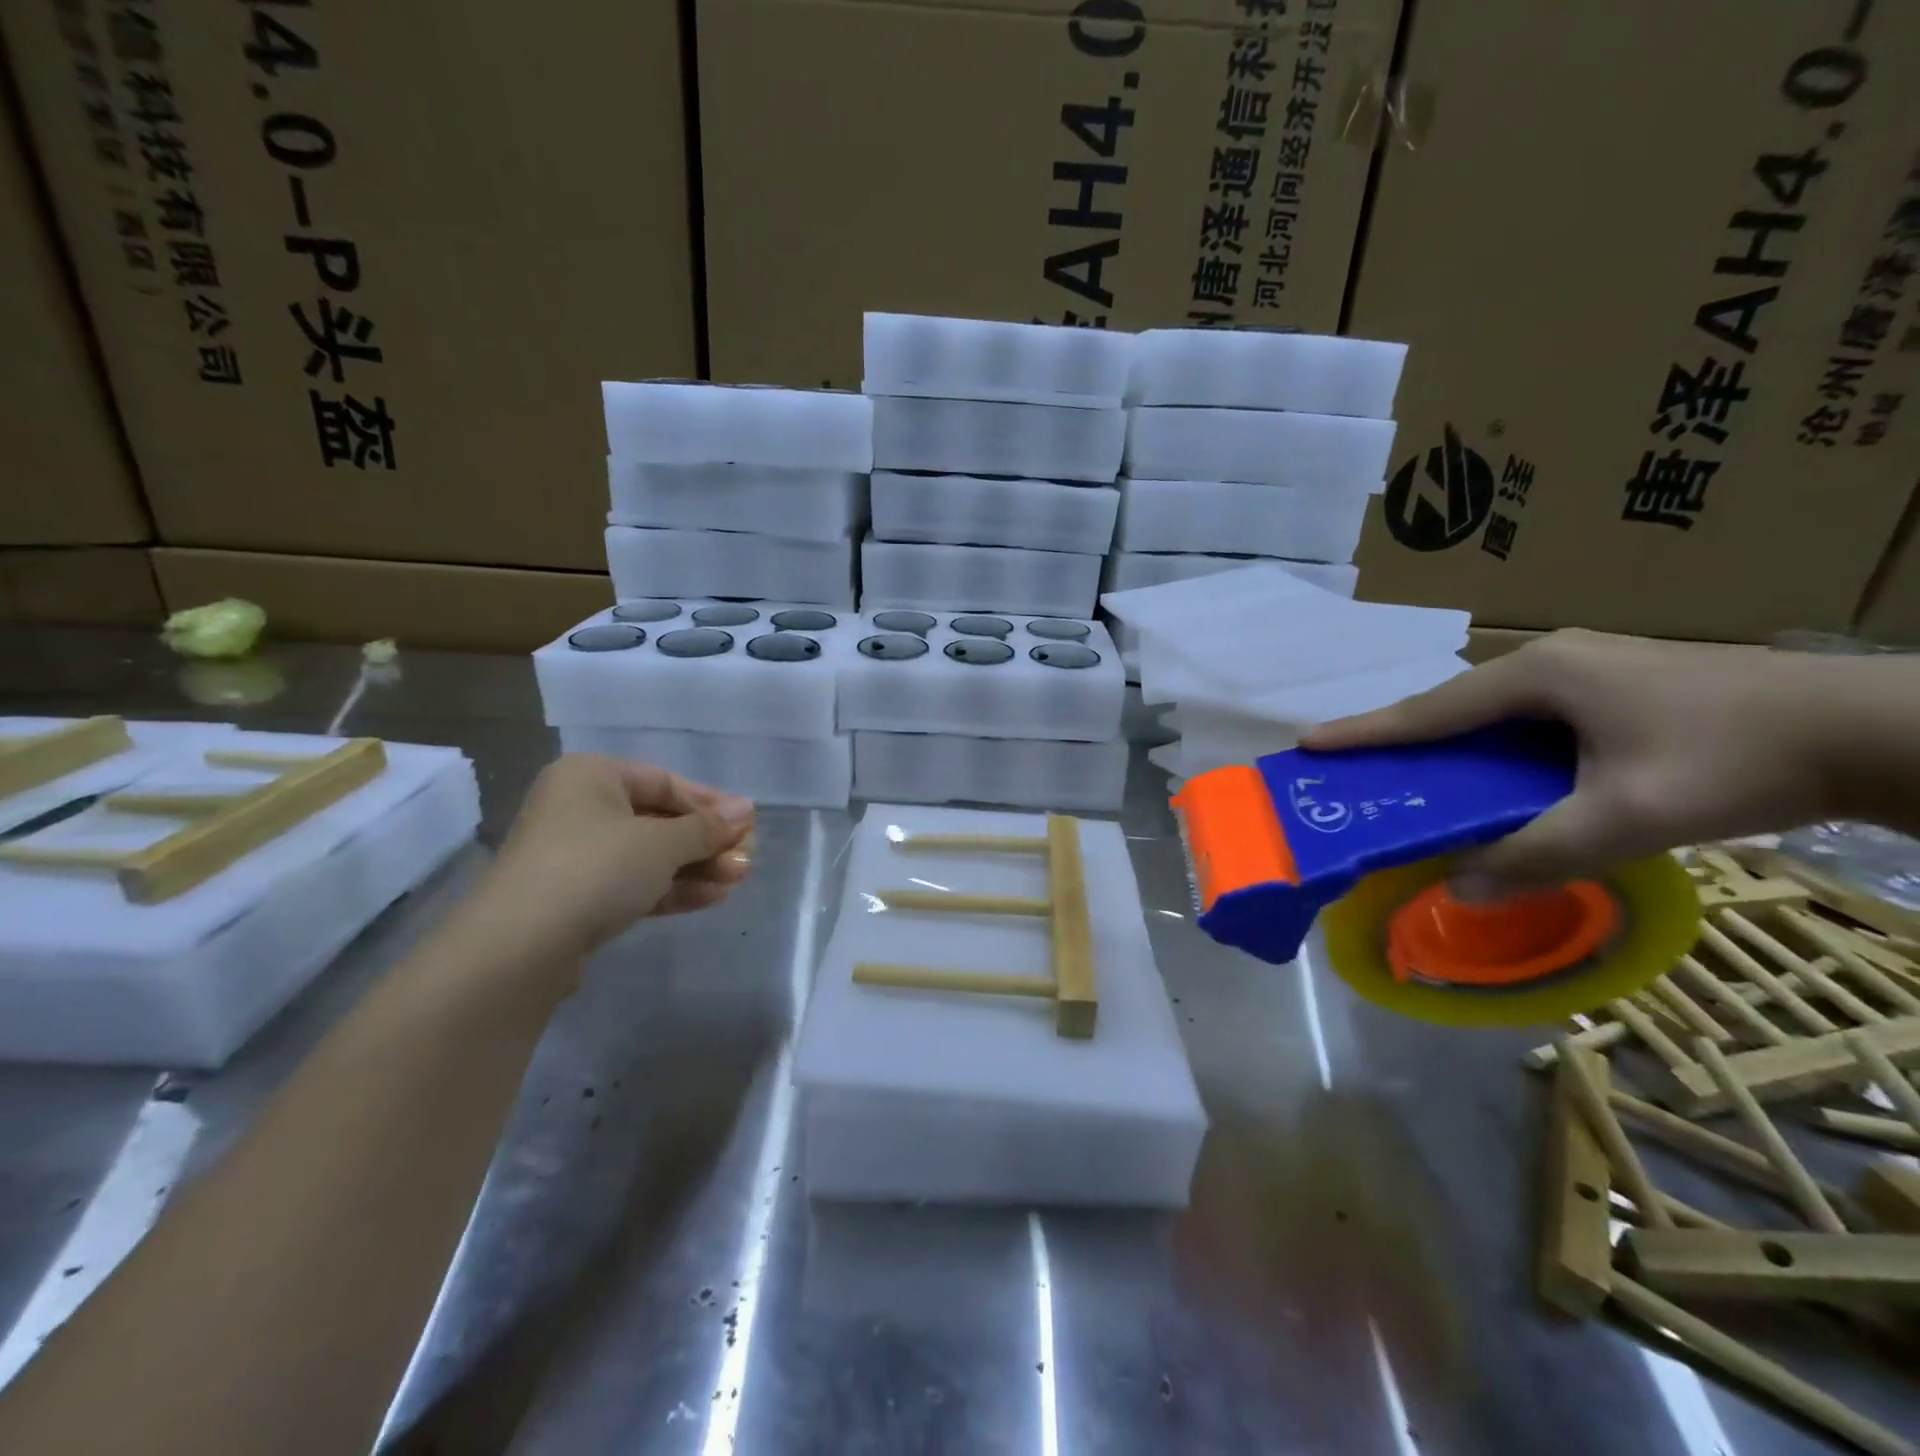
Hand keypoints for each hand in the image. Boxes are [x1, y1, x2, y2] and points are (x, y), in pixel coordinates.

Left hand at [472, 755, 754, 956]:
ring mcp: (575, 857)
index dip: (711, 804)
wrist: (521, 947)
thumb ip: (708, 827)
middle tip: (746, 859)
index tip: (748, 824)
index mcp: (592, 777)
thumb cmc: (596, 868)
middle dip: (706, 843)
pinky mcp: (576, 899)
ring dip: (696, 868)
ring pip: (650, 856)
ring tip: (738, 880)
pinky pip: (634, 884)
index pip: (665, 782)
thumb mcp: (662, 842)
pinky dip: (672, 888)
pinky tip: (712, 897)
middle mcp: (580, 809)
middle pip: (660, 821)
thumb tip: (747, 810)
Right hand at [1302, 630, 1838, 898]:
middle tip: (1360, 772)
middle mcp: (1548, 660)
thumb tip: (1459, 891)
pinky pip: (1524, 717)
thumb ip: (1539, 855)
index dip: (1365, 731)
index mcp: (1536, 676)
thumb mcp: (1629, 818)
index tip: (1308, 743)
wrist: (1872, 727)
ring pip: (1489, 713)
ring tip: (1419, 780)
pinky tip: (1495, 776)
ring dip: (1450, 746)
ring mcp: (1583, 666)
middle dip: (1403, 739)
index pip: (1428, 710)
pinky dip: (1492, 748)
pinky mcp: (1612, 683)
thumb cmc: (1737, 760)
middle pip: (1452, 707)